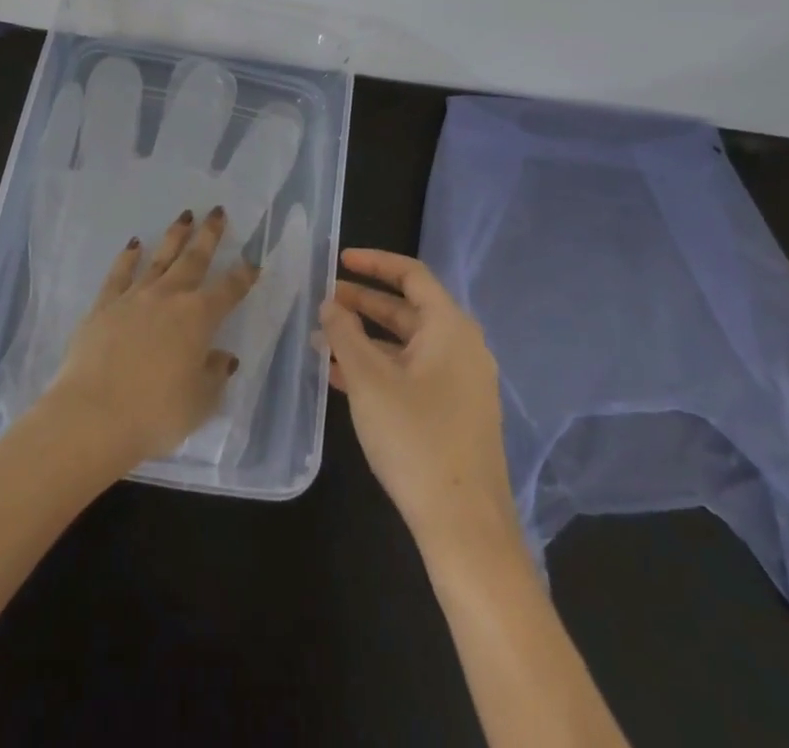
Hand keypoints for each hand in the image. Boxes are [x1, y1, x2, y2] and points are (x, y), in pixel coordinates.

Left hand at [40, 207, 258, 470]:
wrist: (92, 415)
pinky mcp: (104, 305)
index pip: (229, 290)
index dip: (243, 275)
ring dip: (174, 236)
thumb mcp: (199, 403)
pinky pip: (119, 274)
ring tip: (184, 216)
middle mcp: (169, 297)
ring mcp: (134, 297)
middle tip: (217, 211)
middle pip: (194, 259)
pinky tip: (133, 244)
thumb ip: (214, 376)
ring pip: (159, 258)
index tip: (253, 261)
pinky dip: (128, 257)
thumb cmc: (155, 414)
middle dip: (209, 235)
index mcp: (199, 318)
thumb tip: (223, 357)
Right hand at [317, 249, 520, 552]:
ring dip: (366, 339)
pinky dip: (379, 368)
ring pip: (407, 345)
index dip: (374, 263)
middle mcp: (461, 347)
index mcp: (450, 328)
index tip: (339, 261)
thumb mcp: (369, 380)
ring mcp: (461, 383)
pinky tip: (341, 379)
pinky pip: (412, 374)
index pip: (411, 275)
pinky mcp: (454, 413)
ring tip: (322, 340)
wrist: (465, 527)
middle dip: (363, 303)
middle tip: (324, 301)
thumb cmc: (416, 439)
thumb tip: (330, 304)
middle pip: (408, 309)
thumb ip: (345, 334)